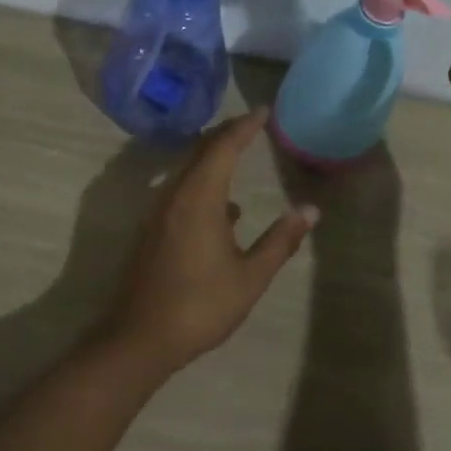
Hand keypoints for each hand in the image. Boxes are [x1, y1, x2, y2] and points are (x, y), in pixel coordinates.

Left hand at [102, 109, 319, 374]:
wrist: (140, 338)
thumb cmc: (200, 306)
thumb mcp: (250, 277)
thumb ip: (280, 241)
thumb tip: (310, 211)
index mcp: (199, 200)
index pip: (223, 148)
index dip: (244, 127)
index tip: (263, 111)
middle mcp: (174, 197)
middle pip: (200, 152)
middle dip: (227, 135)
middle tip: (252, 125)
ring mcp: (158, 213)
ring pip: (187, 171)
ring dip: (213, 158)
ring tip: (239, 155)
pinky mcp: (152, 231)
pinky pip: (179, 191)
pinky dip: (202, 184)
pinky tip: (224, 210)